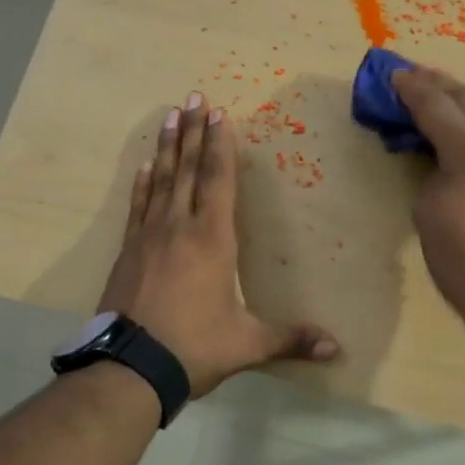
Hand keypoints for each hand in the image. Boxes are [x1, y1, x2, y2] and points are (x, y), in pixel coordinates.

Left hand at [98, 93, 340, 395]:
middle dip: (193, 131)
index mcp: (213, 239)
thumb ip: (291, 339)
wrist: (130, 367)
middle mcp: (180, 227)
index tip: (220, 114)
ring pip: (161, 180)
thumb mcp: (248, 344)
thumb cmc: (195, 348)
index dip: (220, 145)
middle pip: (188, 168)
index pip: (219, 180)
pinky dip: (142, 183)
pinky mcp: (128, 251)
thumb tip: (337, 348)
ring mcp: (149, 236)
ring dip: (167, 147)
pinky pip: (137, 206)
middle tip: (194, 97)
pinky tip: (144, 166)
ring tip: (170, 116)